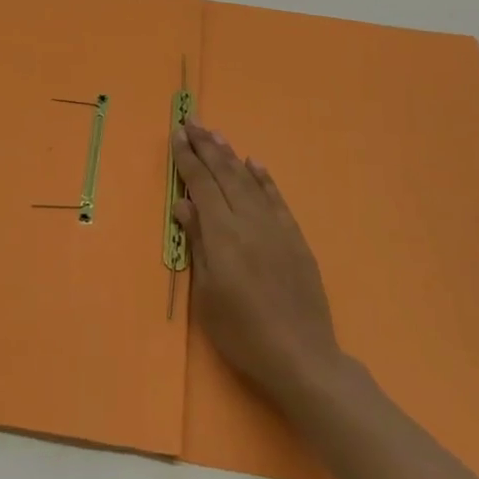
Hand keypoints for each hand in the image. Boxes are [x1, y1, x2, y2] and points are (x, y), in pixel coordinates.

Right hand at [173, 120, 343, 410]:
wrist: (301, 356)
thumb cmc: (242, 332)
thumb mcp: (207, 294)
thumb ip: (198, 243)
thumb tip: (183, 204)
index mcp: (223, 234)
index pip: (201, 185)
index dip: (188, 159)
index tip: (177, 135)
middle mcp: (249, 221)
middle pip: (224, 174)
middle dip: (206, 146)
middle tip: (192, 121)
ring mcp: (276, 227)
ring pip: (249, 180)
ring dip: (231, 155)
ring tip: (215, 134)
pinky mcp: (295, 238)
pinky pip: (276, 198)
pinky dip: (263, 178)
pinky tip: (254, 163)